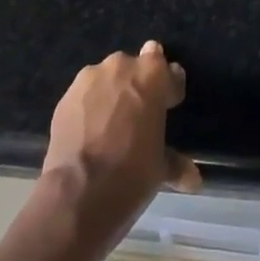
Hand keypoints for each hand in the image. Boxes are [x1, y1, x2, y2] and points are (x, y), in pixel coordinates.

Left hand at [41, 41, 200, 235]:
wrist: (78, 194)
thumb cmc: (131, 174)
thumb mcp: (160, 168)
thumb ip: (176, 162)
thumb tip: (194, 179)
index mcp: (152, 75)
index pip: (169, 70)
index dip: (170, 87)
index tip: (170, 104)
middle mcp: (121, 66)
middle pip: (135, 67)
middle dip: (138, 85)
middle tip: (139, 114)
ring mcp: (89, 79)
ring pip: (106, 78)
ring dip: (111, 94)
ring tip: (110, 124)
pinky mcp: (65, 97)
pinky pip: (84, 96)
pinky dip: (89, 108)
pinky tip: (89, 133)